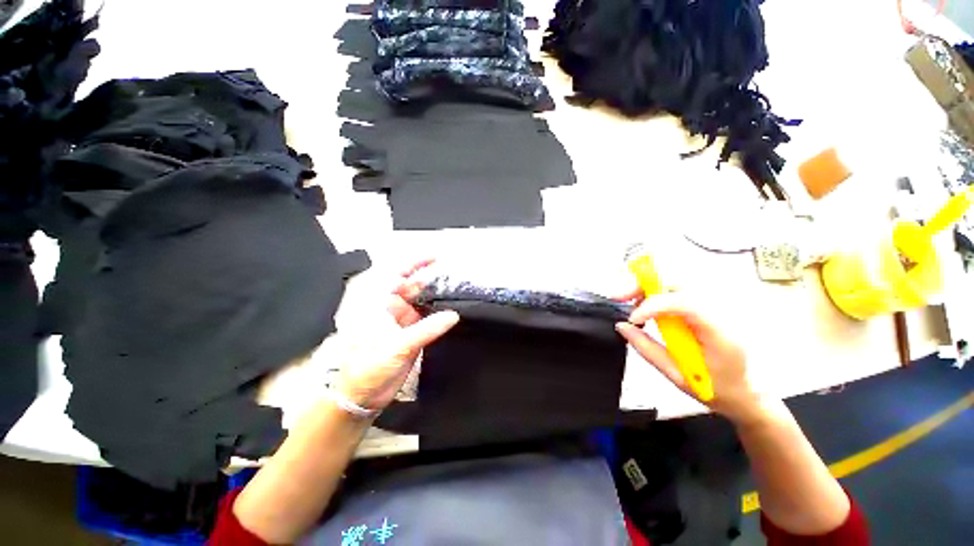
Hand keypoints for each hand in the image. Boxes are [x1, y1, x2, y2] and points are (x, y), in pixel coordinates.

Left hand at [334, 261, 458, 411]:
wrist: (363, 396)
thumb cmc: (368, 367)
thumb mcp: (397, 346)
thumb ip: (427, 329)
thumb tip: (453, 315)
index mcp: (379, 304)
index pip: (397, 275)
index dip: (415, 264)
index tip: (435, 258)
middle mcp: (391, 308)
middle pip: (414, 287)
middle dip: (432, 280)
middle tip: (455, 277)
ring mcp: (403, 321)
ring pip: (423, 303)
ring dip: (438, 298)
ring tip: (458, 292)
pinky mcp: (412, 334)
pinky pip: (429, 319)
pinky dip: (440, 315)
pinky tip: (452, 313)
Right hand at [615, 292, 761, 423]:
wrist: (743, 393)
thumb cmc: (713, 389)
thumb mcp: (676, 375)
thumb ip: (646, 348)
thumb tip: (622, 326)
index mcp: (718, 333)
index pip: (685, 304)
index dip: (654, 305)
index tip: (632, 318)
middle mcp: (718, 313)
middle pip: (679, 285)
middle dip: (645, 287)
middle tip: (620, 297)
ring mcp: (713, 309)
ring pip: (676, 286)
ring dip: (648, 290)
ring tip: (629, 303)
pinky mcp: (703, 310)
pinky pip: (677, 294)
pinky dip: (655, 297)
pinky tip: (644, 308)